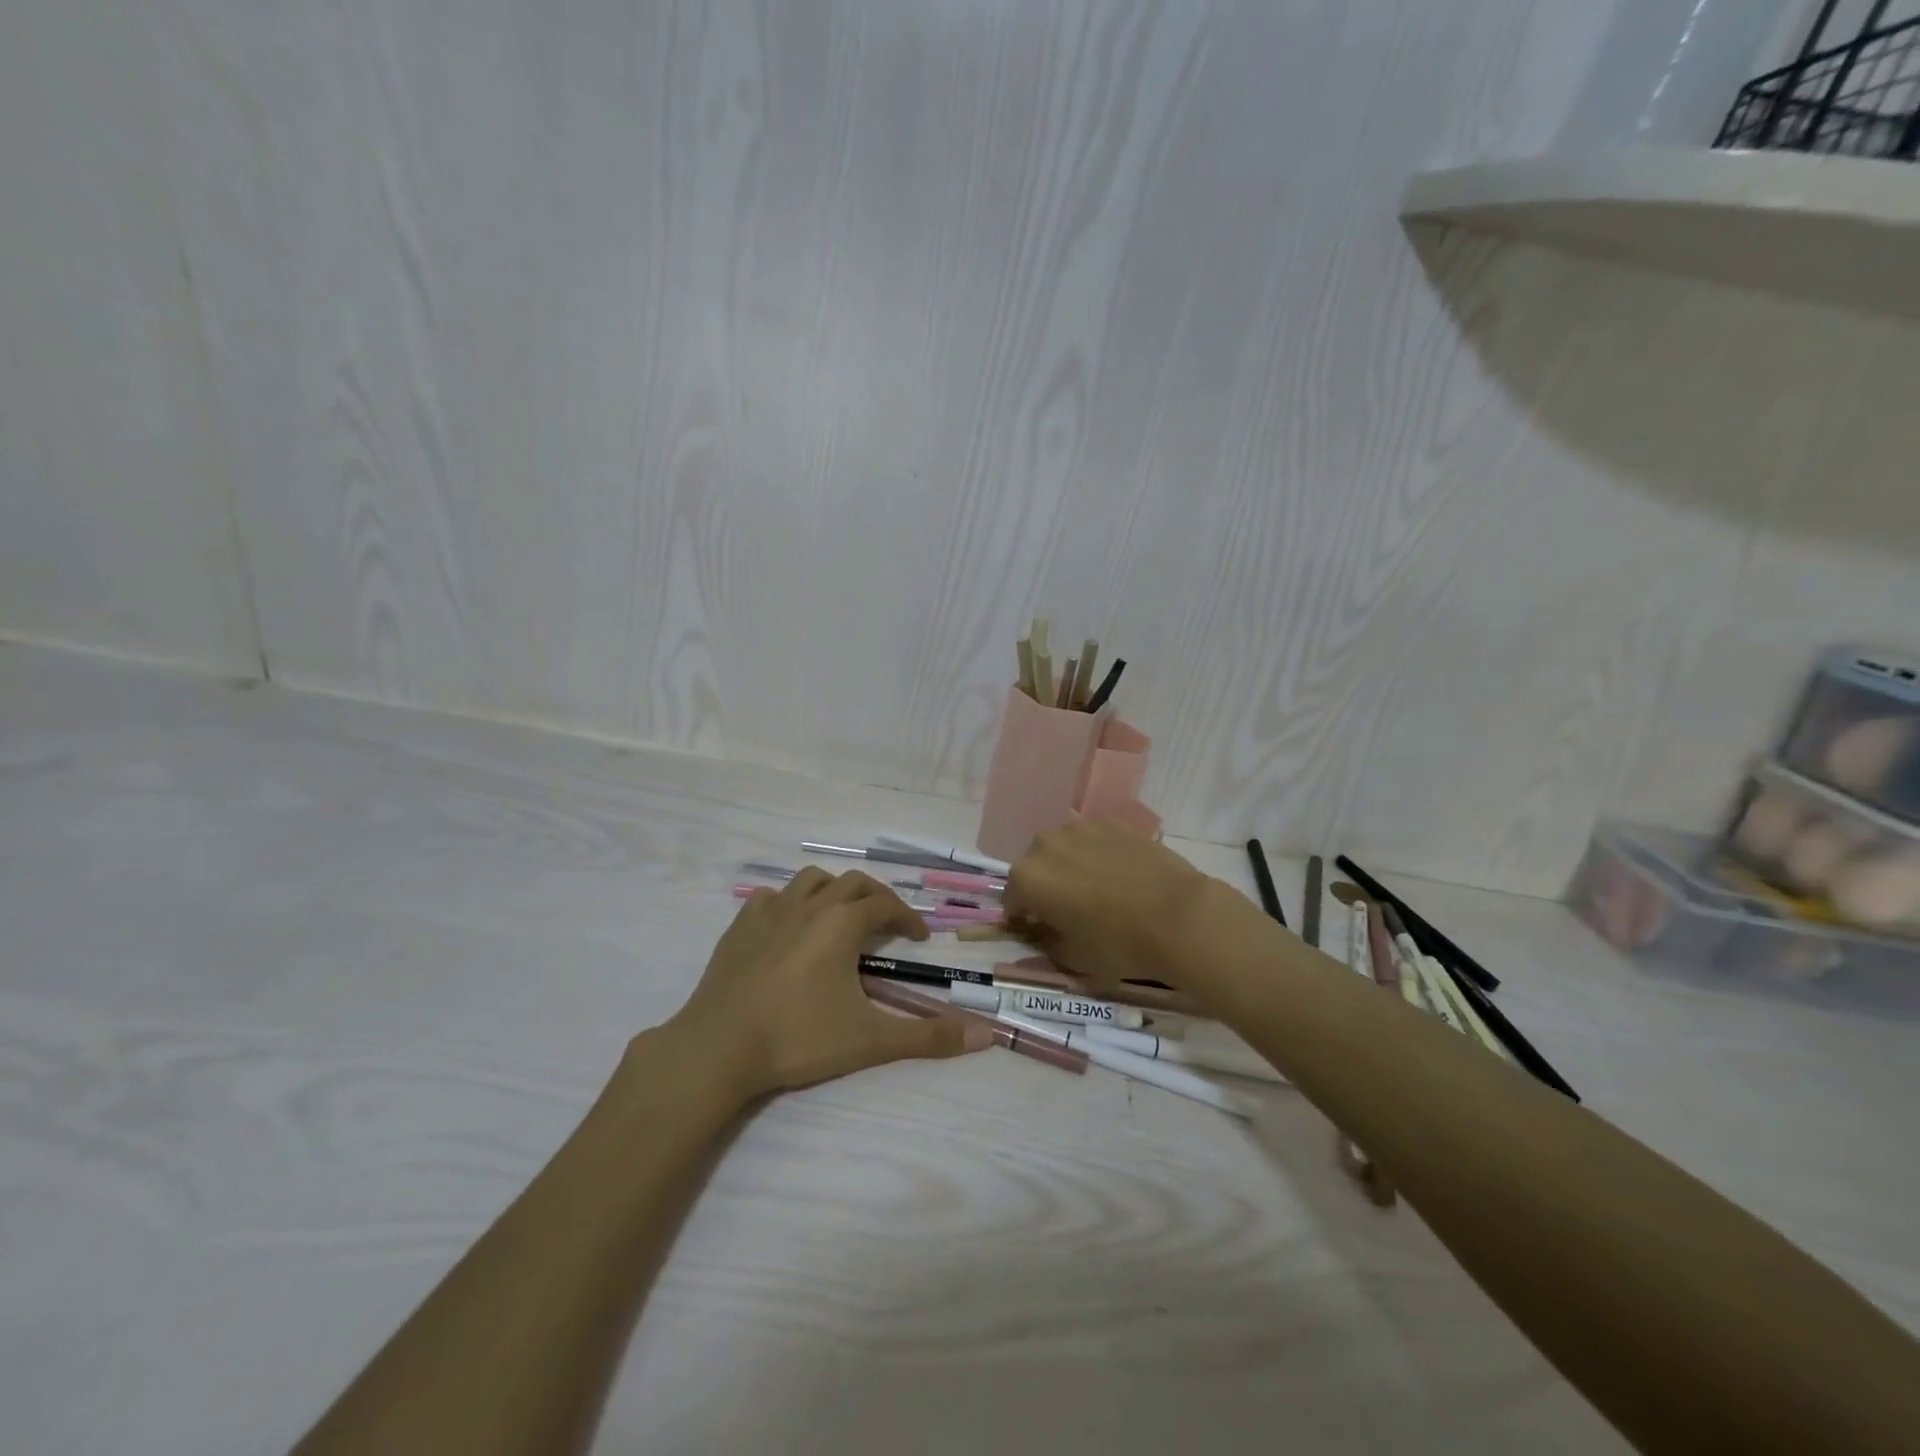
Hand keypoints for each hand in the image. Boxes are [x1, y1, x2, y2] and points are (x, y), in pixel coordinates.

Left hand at [670, 868, 991, 1099]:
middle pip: (852, 883)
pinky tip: (788, 926)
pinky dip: (788, 903)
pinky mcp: (739, 926)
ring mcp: (770, 912)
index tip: (919, 938)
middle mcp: (809, 906)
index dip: (908, 918)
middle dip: (876, 898)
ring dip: (833, 891)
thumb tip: (985, 1037)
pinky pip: (769, 898)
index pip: (886, 905)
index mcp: (841, 923)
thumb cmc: (798, 1038)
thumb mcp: (870, 1040)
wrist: (718, 1047)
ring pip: (810, 881)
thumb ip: (927, 1038)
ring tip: (840, 916)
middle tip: (887, 924)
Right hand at [1002, 819, 1218, 991]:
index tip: (1040, 929)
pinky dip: (1097, 852)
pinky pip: (1092, 839)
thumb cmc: (1118, 944)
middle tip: (1070, 909)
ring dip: (1069, 865)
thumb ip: (1045, 943)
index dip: (1024, 917)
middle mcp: (1044, 844)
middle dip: (1045, 886)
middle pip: (1035, 867)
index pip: (1012, 899)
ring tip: (1096, 887)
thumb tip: (1040, 934)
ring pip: (1063, 848)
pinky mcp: (1111, 821)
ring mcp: (1079, 827)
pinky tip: (1119, 872)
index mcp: (1027, 878)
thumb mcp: (1073, 958)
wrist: (1178, 916)